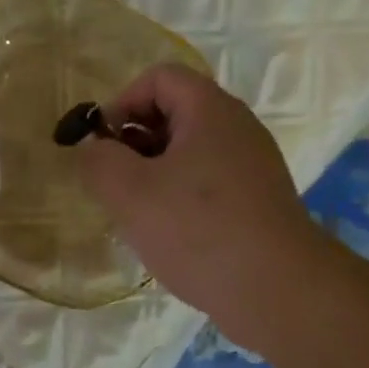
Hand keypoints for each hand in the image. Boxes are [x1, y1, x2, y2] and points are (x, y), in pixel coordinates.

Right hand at [78, 65, 322, 348]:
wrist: (276, 289)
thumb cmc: (198, 230)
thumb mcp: (130, 193)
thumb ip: (98, 162)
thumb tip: (93, 150)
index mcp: (210, 110)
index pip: (159, 78)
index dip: (121, 103)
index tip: (101, 147)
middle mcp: (238, 128)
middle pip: (175, 114)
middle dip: (134, 143)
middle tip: (114, 185)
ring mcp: (252, 167)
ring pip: (190, 154)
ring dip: (154, 176)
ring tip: (136, 216)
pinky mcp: (257, 203)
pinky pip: (208, 186)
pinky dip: (180, 200)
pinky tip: (168, 237)